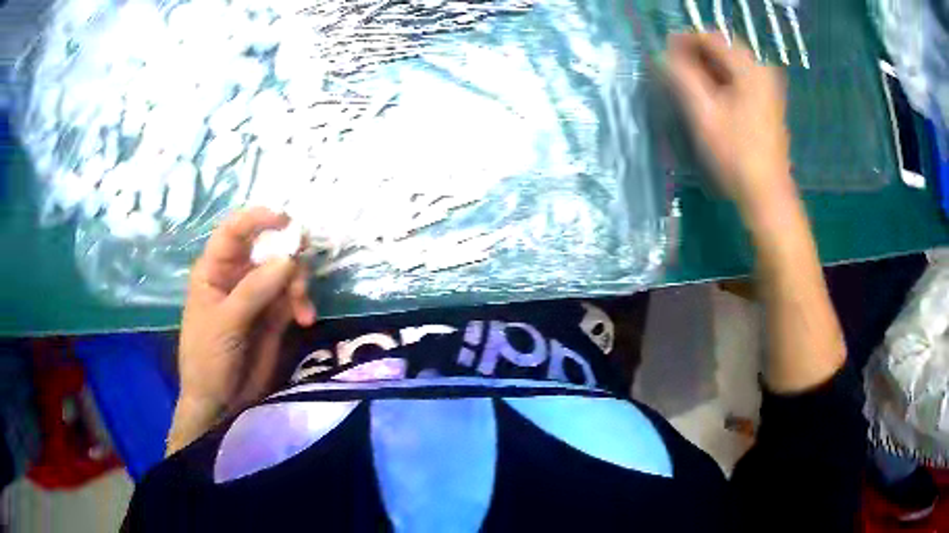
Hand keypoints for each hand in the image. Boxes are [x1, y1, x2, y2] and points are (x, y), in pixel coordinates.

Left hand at [169, 207, 315, 453]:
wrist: (220, 403)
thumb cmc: (208, 358)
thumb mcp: (225, 322)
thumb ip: (254, 290)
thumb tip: (289, 258)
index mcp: (215, 269)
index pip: (234, 231)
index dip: (258, 218)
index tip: (286, 220)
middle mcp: (237, 275)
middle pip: (267, 247)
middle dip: (288, 253)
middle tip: (302, 265)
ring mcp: (257, 295)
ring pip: (286, 271)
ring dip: (298, 284)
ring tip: (300, 309)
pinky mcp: (274, 316)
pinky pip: (294, 297)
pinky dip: (303, 303)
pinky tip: (306, 319)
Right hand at [667, 32, 795, 216]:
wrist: (766, 193)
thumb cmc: (736, 154)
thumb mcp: (704, 113)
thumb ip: (682, 77)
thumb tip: (664, 54)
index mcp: (750, 68)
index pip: (711, 37)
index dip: (684, 40)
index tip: (663, 53)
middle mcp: (762, 69)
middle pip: (722, 47)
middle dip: (696, 52)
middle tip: (674, 68)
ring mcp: (767, 85)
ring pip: (730, 62)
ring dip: (707, 65)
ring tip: (687, 80)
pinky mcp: (767, 99)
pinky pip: (739, 76)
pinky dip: (721, 77)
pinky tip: (709, 92)